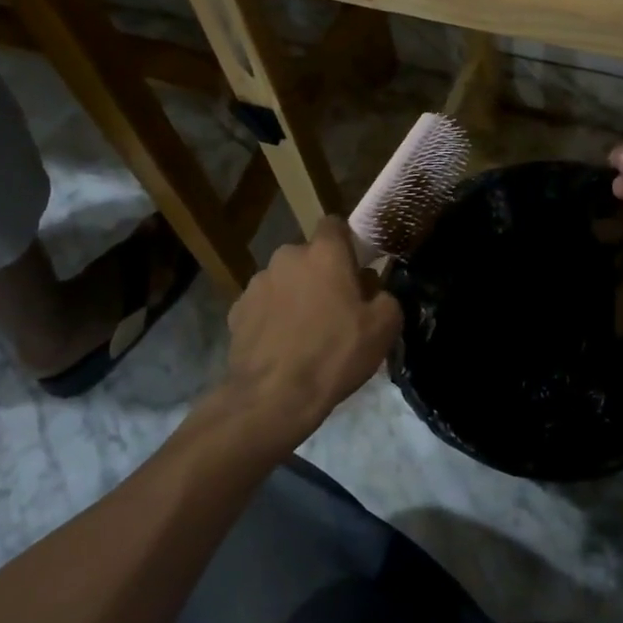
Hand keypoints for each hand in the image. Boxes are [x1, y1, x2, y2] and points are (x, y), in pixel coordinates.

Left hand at [222, 217, 401, 443]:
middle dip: (321, 274)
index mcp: (325, 252)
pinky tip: (282, 347)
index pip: (335, 224)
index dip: (347, 243)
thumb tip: (374, 291)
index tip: (355, 267)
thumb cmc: (335, 354)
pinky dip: (273, 318)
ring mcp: (257, 283)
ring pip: (285, 281)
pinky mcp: (236, 311)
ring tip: (306, 333)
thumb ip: (386, 297)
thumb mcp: (384, 327)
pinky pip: (263, 306)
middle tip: (336, 308)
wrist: (273, 398)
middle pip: (309, 256)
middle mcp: (287, 257)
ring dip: (295, 296)